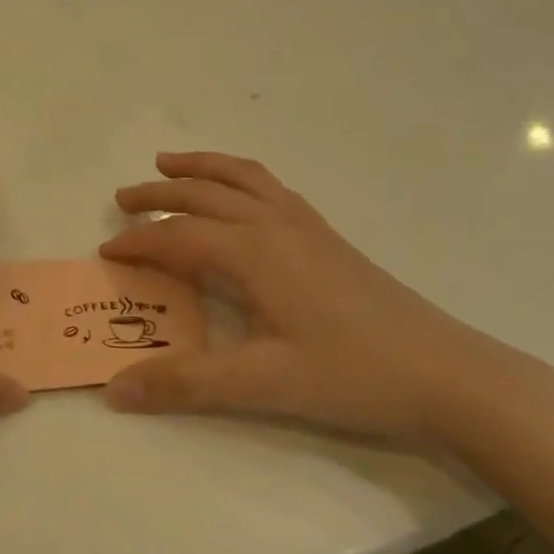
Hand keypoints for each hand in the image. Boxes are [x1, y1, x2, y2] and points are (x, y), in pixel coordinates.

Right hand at [97, 152, 553, 451]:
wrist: (447, 374)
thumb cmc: (352, 376)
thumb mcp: (262, 384)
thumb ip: (185, 383)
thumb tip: (114, 389)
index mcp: (254, 252)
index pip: (178, 237)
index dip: (138, 243)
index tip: (107, 253)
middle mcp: (275, 225)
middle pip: (204, 194)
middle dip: (159, 194)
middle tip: (122, 200)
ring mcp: (306, 226)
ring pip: (242, 178)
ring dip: (201, 168)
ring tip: (169, 163)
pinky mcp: (327, 237)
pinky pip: (271, 188)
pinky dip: (239, 177)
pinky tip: (240, 195)